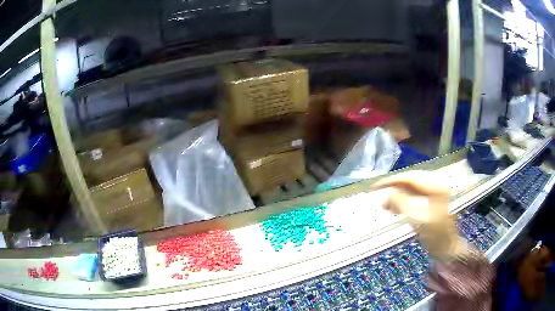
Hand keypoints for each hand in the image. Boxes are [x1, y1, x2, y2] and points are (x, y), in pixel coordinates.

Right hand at [371, 171, 464, 259]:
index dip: (392, 181)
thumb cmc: (435, 236)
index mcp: (436, 187)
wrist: (447, 248)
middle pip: (411, 180)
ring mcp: (436, 192)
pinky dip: (405, 200)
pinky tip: (398, 208)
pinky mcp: (434, 199)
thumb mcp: (418, 219)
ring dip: (399, 196)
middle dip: (395, 189)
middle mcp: (437, 185)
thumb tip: (389, 194)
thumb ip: (402, 203)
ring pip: (412, 188)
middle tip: (382, 200)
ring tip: (388, 207)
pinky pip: (416, 195)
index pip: (410, 178)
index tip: (376, 187)